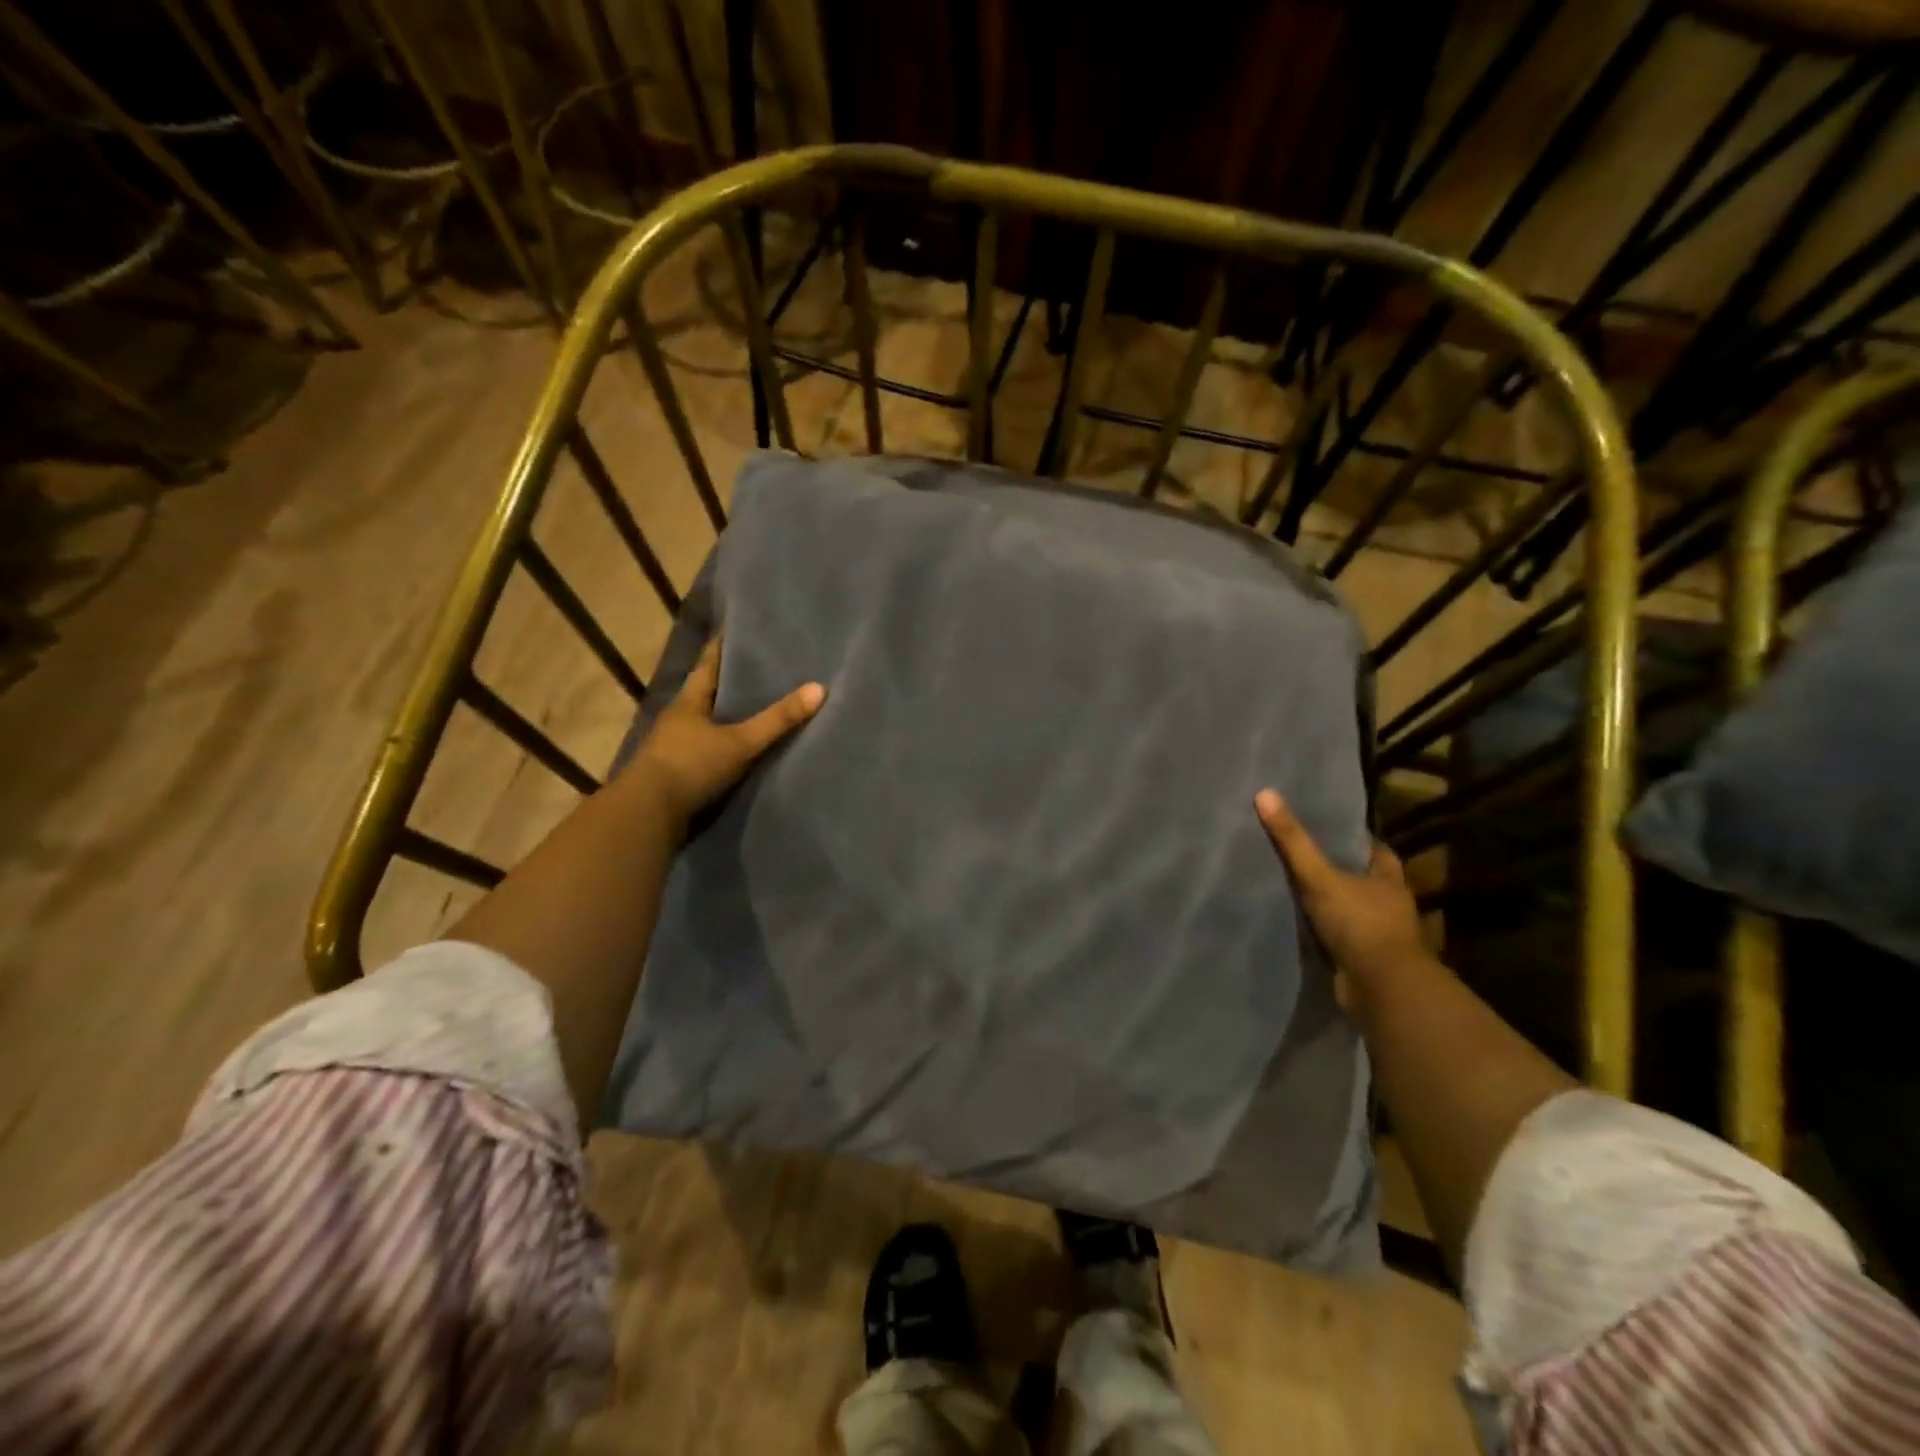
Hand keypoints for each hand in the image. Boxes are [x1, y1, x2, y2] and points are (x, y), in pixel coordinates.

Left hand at [629, 638, 824, 830]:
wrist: (648, 815)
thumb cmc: (691, 766)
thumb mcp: (740, 742)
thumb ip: (778, 719)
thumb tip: (820, 688)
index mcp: (689, 701)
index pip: (708, 663)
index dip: (723, 646)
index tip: (739, 628)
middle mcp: (679, 718)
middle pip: (708, 692)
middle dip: (731, 681)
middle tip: (762, 666)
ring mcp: (675, 746)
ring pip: (707, 722)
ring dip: (728, 715)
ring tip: (758, 705)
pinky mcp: (678, 772)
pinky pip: (708, 749)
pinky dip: (725, 744)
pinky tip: (743, 747)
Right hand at [1254, 788, 1428, 1006]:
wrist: (1381, 989)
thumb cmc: (1359, 923)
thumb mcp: (1319, 877)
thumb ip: (1292, 840)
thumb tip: (1265, 794)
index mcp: (1389, 880)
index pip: (1375, 850)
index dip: (1355, 839)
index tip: (1330, 828)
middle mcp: (1390, 905)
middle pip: (1364, 879)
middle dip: (1339, 870)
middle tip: (1305, 855)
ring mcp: (1379, 935)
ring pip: (1352, 910)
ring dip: (1331, 903)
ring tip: (1295, 887)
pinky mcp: (1364, 960)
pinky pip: (1341, 938)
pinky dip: (1325, 932)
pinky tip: (1300, 924)